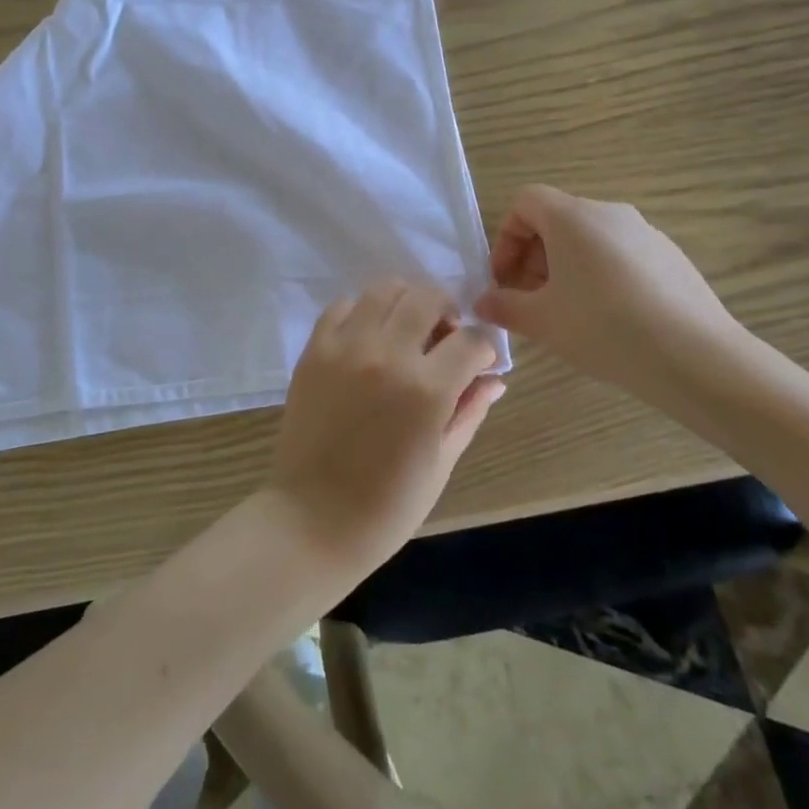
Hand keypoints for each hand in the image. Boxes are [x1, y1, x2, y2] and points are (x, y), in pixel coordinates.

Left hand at [266, 280, 504, 579]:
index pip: (470, 340)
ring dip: (406, 301)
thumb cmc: (387, 506)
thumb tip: (495, 379)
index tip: (479, 360)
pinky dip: (362, 311)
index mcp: (426, 390)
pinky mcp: (314, 350)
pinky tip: (368, 336)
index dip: (483, 347)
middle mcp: (387, 355)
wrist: (312, 519)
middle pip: (427, 297)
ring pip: (384, 289)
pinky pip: (342, 306)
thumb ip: (469, 412)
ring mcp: (346, 348)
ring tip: (407, 328)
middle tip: (444, 335)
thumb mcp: (441, 463)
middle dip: (446, 310)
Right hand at [474, 185, 746, 390]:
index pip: (525, 202)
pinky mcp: (672, 257)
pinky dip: (602, 277)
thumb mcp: (541, 322)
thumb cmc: (604, 329)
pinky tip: (611, 321)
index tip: (505, 280)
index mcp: (572, 216)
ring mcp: (646, 233)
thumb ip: (503, 306)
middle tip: (529, 302)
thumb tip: (484, 302)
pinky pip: (621, 256)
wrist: (698, 358)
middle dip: (533, 258)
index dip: (506, 238)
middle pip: (556, 220)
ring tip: (568, 315)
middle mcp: (609, 213)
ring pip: (590, 240)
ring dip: (566, 269)